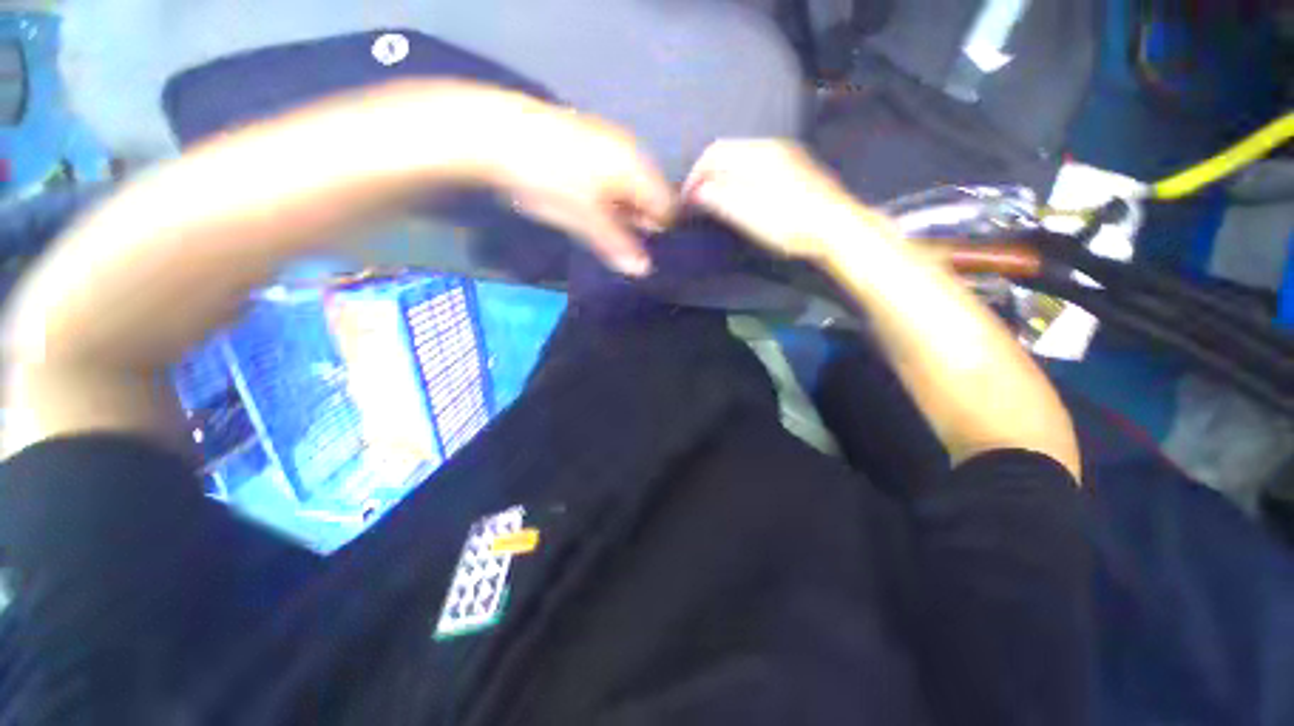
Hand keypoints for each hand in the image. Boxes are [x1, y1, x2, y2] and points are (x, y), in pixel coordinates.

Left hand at [459, 87, 677, 275]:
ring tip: (603, 230)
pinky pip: (614, 178)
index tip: (644, 253)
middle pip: (650, 198)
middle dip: (641, 224)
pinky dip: (610, 198)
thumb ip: (617, 244)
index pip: (667, 208)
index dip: (660, 233)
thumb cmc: (549, 178)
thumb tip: (644, 270)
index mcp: (637, 168)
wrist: (497, 133)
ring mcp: (610, 145)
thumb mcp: (585, 218)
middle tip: (622, 246)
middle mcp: (631, 153)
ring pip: (631, 189)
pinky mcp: (591, 143)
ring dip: (623, 213)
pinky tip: (590, 208)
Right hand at [684, 139, 893, 261]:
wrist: (837, 228)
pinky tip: (741, 197)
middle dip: (707, 175)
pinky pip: (756, 166)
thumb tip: (695, 190)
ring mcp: (786, 156)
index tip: (686, 200)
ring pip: (742, 158)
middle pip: (727, 152)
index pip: (713, 153)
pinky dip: (739, 178)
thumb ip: (720, 198)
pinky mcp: (795, 169)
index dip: (694, 176)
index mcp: (757, 154)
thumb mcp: (749, 214)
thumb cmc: (790, 223)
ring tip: (715, 201)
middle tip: (698, 202)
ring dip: (723, 177)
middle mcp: (771, 147)